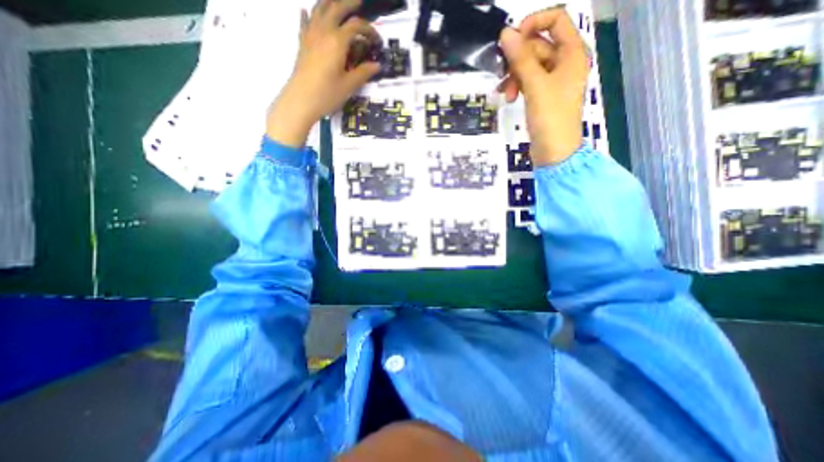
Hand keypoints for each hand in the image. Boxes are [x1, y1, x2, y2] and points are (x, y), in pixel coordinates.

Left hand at [270, 0, 380, 147]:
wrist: (300, 100)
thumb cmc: (327, 94)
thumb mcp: (349, 86)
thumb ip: (363, 73)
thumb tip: (377, 65)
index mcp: (337, 41)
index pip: (356, 26)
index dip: (369, 30)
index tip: (377, 41)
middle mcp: (323, 31)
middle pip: (336, 8)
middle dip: (349, 3)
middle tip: (359, 2)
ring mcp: (310, 35)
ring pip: (319, 9)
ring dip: (330, 3)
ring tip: (337, 2)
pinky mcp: (302, 43)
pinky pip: (305, 22)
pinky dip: (309, 14)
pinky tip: (308, 12)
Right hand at [495, 6, 592, 165]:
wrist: (554, 151)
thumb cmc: (550, 117)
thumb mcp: (535, 85)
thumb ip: (521, 58)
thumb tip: (505, 33)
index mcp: (572, 52)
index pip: (556, 20)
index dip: (533, 24)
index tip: (511, 39)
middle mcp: (565, 62)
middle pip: (538, 46)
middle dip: (518, 61)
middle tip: (503, 77)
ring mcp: (554, 80)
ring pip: (530, 66)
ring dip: (515, 77)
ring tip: (506, 95)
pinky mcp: (544, 96)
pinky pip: (528, 82)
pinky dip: (517, 87)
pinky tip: (508, 98)